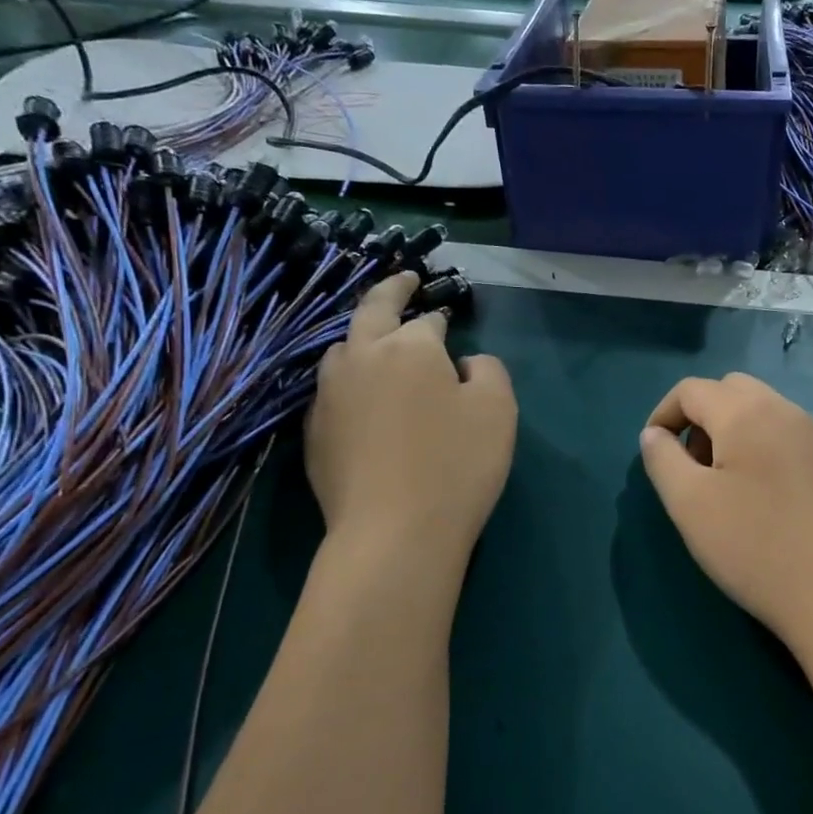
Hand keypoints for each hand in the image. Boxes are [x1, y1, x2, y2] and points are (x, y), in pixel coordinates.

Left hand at [306, 273, 516, 556]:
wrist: (394, 532)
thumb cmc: (457, 463)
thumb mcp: (499, 409)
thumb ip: (489, 369)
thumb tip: (465, 363)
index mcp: (409, 346)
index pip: (425, 319)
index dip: (439, 317)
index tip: (447, 318)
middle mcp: (361, 358)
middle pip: (371, 312)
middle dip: (390, 291)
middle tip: (404, 281)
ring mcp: (329, 395)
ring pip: (343, 349)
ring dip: (363, 337)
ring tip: (378, 341)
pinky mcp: (313, 433)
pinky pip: (332, 390)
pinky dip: (349, 379)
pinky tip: (361, 397)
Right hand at [639, 373, 812, 652]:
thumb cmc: (752, 545)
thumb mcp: (688, 503)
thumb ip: (662, 459)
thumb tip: (654, 434)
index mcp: (747, 413)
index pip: (692, 390)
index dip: (663, 413)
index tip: (654, 450)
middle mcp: (788, 412)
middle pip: (733, 391)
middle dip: (703, 418)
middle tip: (695, 466)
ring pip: (768, 413)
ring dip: (738, 434)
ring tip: (731, 487)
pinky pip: (796, 440)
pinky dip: (771, 452)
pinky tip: (773, 501)